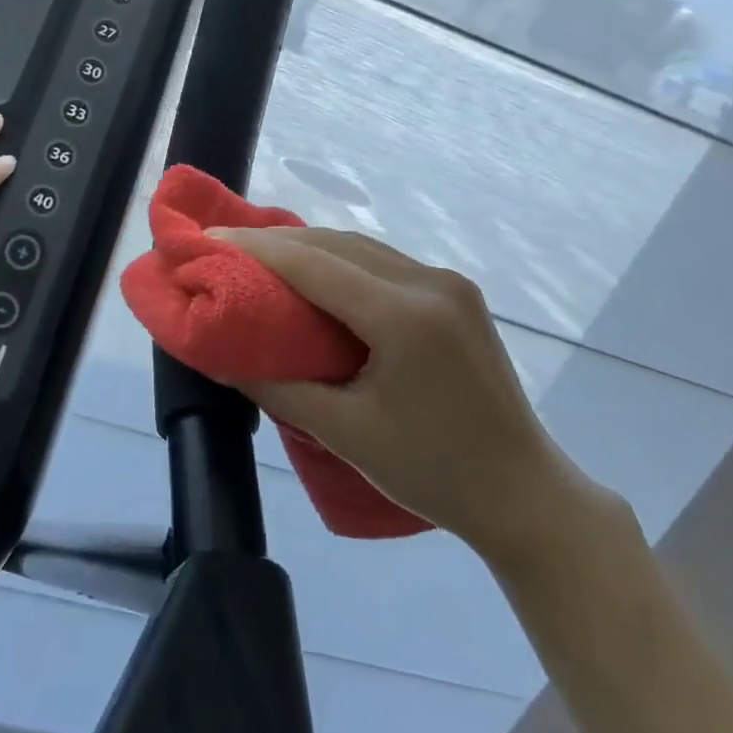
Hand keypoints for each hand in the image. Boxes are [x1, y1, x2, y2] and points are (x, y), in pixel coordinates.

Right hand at [209, 226, 613, 566]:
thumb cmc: (432, 472)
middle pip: (336, 244)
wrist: (523, 493)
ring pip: (361, 247)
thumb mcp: (345, 434)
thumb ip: (278, 389)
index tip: (208, 239)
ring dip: (308, 248)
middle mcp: (429, 283)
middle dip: (275, 241)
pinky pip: (383, 262)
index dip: (256, 248)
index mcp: (404, 317)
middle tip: (224, 246)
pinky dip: (340, 261)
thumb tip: (220, 358)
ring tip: (258, 256)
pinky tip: (313, 274)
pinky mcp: (455, 294)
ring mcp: (448, 284)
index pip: (314, 264)